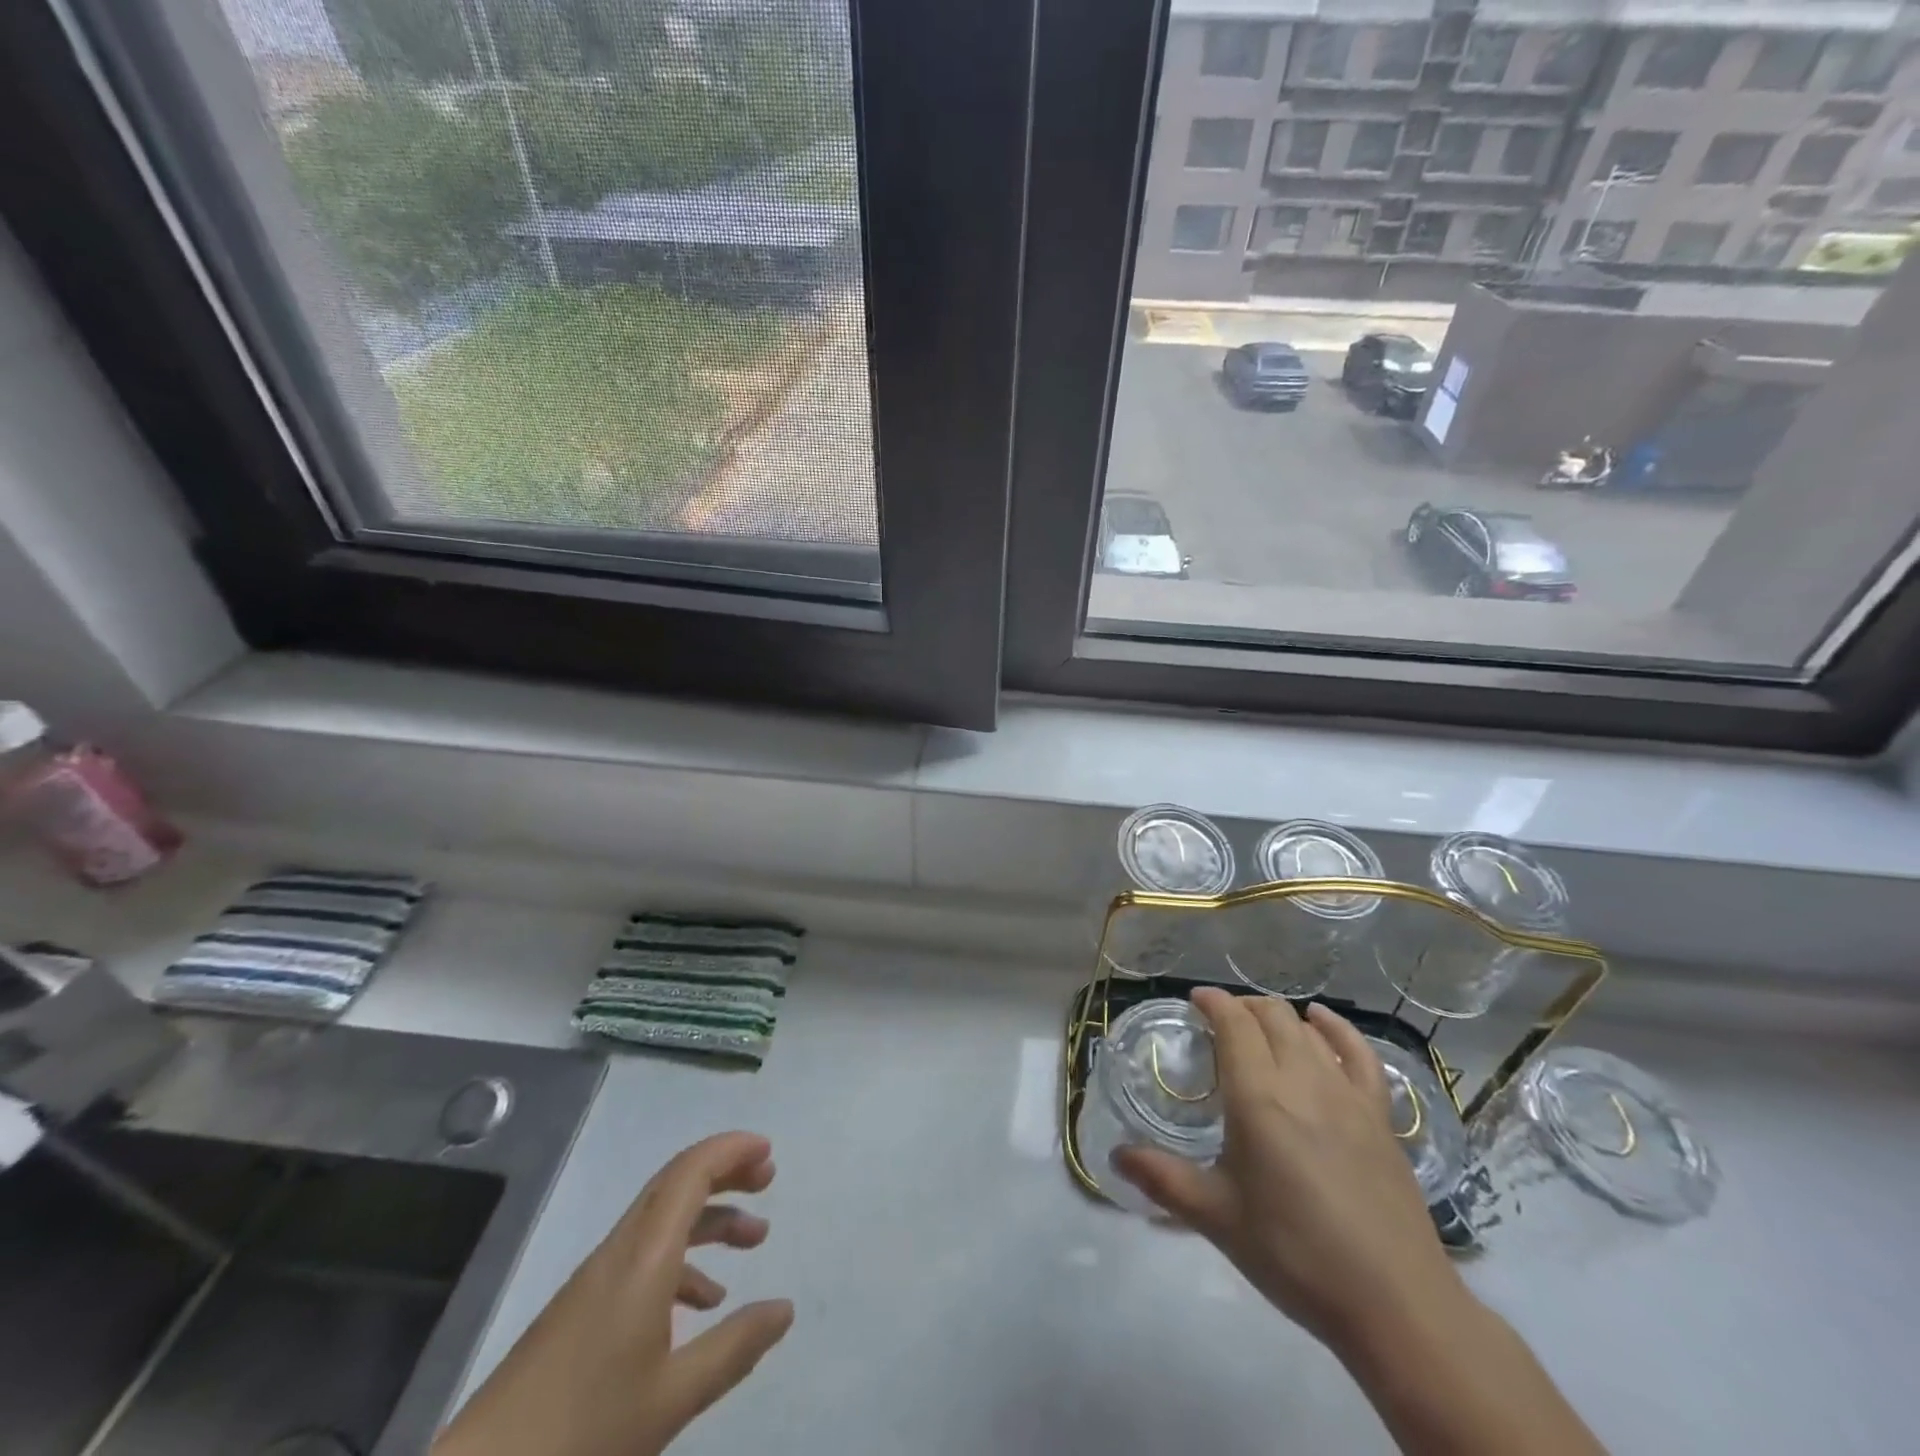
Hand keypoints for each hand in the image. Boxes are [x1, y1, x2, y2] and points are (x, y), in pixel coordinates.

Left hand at [434, 1131, 793, 1455]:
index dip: (731, 1151)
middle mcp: (620, 1251)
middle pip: (676, 1184)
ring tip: (753, 1240)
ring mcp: (596, 1279)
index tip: (768, 1151)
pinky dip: (682, 1260)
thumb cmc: (582, 1434)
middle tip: (768, 1180)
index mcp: (644, 1256)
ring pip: (662, 1221)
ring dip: (708, 1218)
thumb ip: (735, 1347)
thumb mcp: (673, 1397)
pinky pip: (643, 1257)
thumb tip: (785, 1308)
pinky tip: (704, 1302)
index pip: (690, 1173)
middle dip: (725, 1173)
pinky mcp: (581, 1308)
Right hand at [1113, 988, 1467, 1355]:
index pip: (1233, 1024)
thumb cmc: (1295, 1255)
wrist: (1394, 1304)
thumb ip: (1163, 1180)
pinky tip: (1322, 1022)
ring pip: (1308, 1030)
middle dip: (1242, 1007)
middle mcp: (1302, 1080)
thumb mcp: (1218, 1219)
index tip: (1194, 1000)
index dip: (1213, 1002)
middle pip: (1271, 1017)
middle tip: (1220, 1021)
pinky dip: (1337, 1029)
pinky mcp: (1380, 1116)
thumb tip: (1115, 1157)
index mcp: (1257, 1097)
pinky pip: (1359, 1053)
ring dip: (1279, 1017)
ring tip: (1260, 1026)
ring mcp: (1347, 1095)